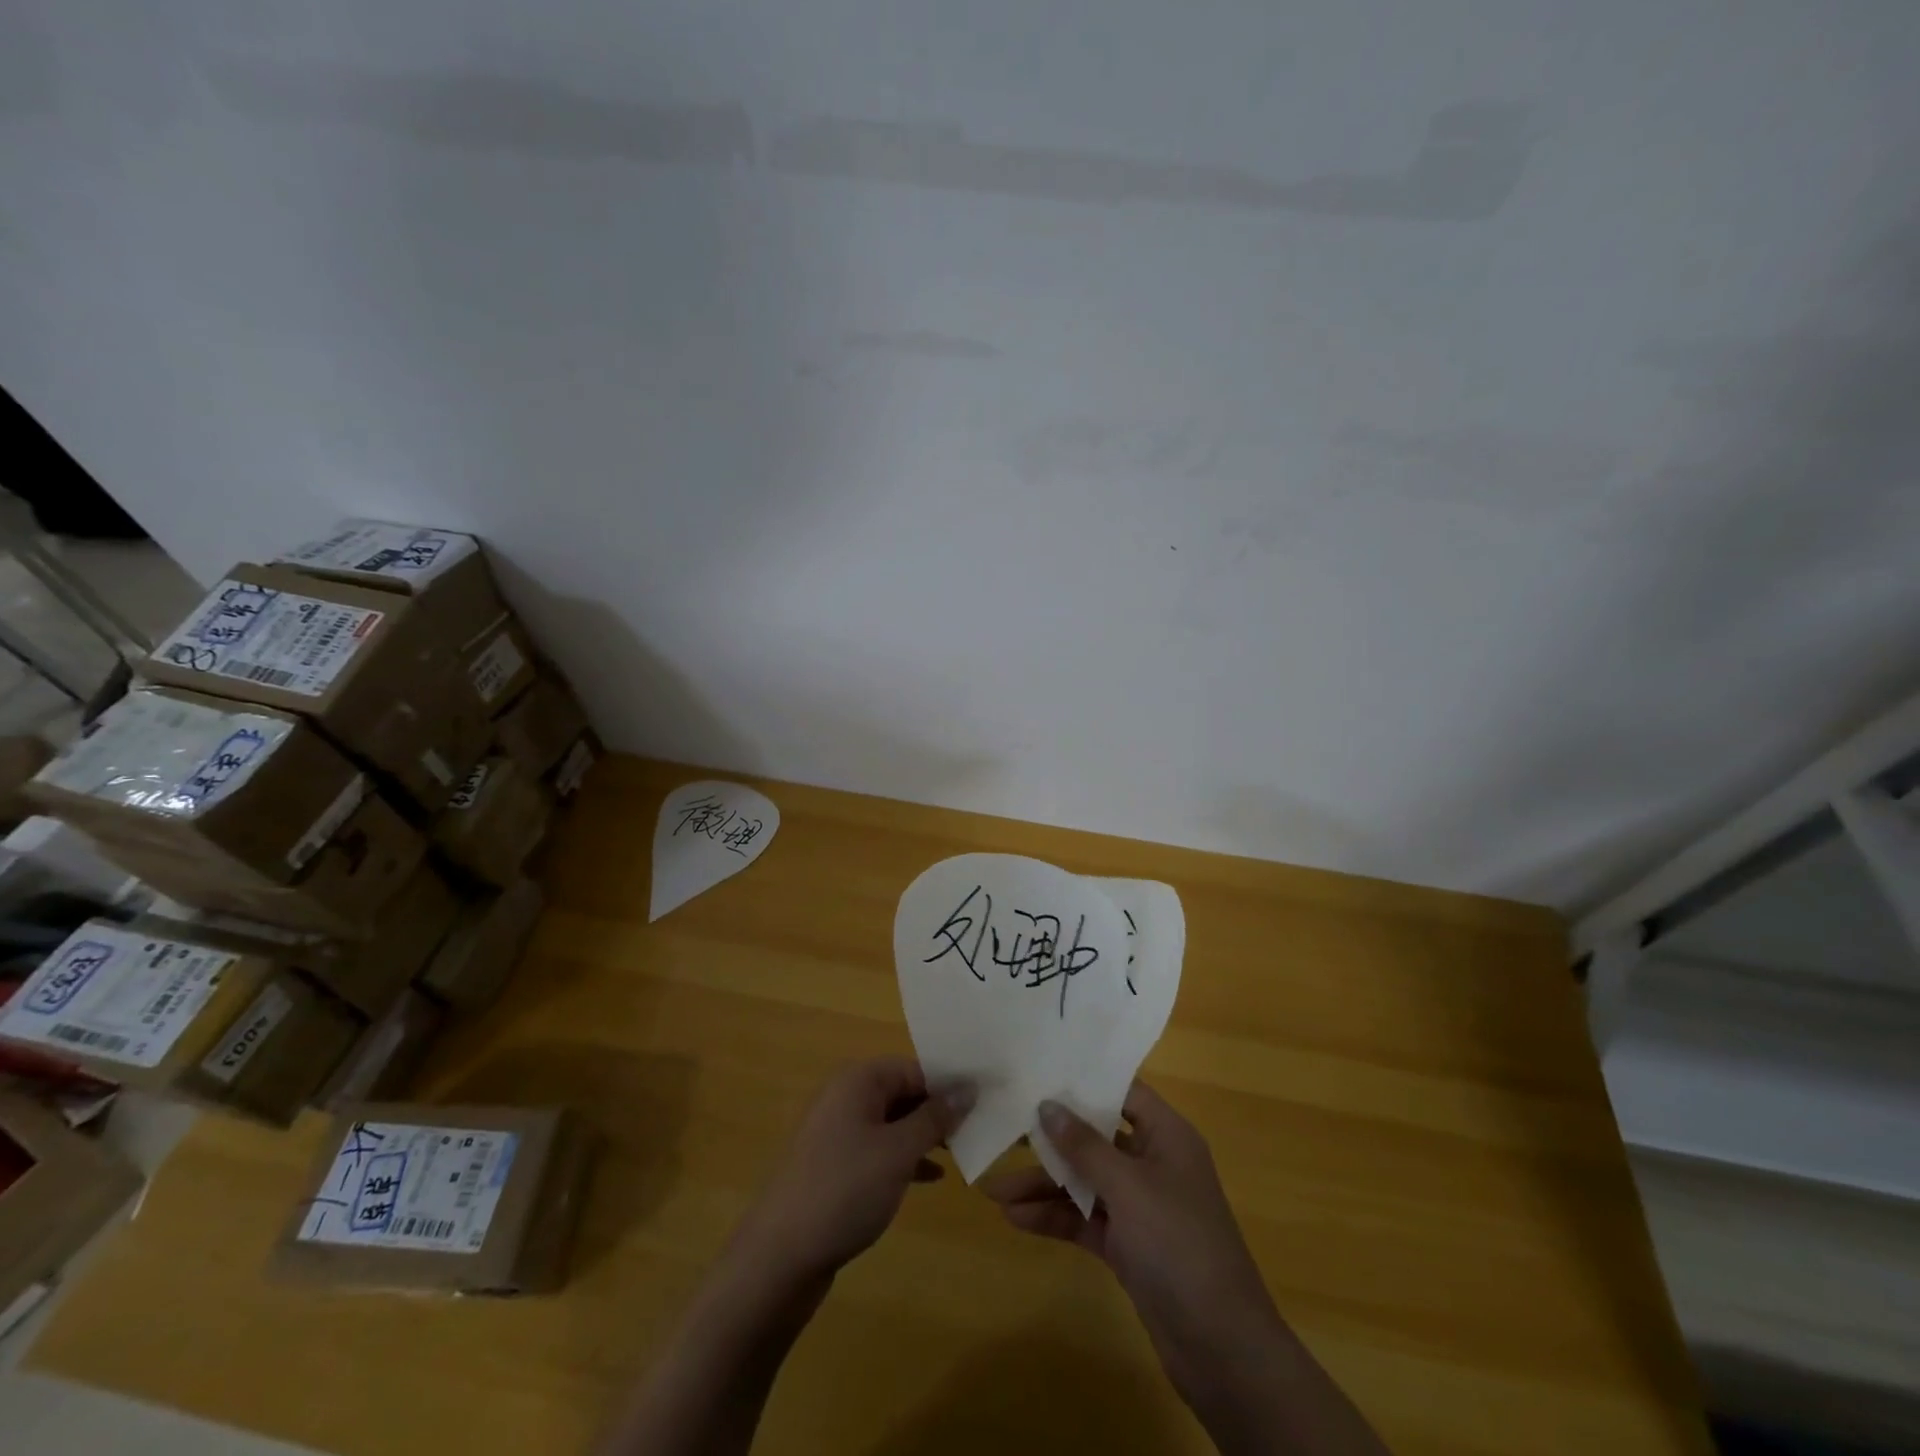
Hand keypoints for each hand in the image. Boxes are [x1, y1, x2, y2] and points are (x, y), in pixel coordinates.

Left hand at [733, 1058, 972, 1288]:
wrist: (779, 1258)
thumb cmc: (844, 1190)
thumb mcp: (898, 1151)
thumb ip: (935, 1117)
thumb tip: (967, 1088)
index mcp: (858, 1079)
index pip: (916, 1067)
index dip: (951, 1083)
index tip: (987, 1101)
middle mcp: (845, 1096)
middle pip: (904, 1091)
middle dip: (940, 1110)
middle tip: (979, 1129)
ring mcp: (837, 1131)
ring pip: (893, 1121)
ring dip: (925, 1135)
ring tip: (962, 1151)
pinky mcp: (834, 1164)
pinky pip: (879, 1148)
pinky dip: (905, 1158)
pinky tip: (931, 1177)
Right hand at [984, 1082, 1285, 1405]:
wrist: (1221, 1349)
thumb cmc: (1179, 1245)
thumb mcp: (1129, 1187)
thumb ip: (1084, 1145)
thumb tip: (1048, 1105)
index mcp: (1166, 1136)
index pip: (1122, 1092)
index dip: (1083, 1082)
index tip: (1039, 1071)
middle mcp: (1153, 1163)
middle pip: (1095, 1138)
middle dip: (1051, 1140)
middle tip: (1004, 1128)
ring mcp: (1140, 1207)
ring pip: (1084, 1182)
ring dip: (1043, 1186)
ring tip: (994, 1191)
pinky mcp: (1128, 1245)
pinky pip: (1084, 1219)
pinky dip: (1054, 1217)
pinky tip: (1016, 1218)